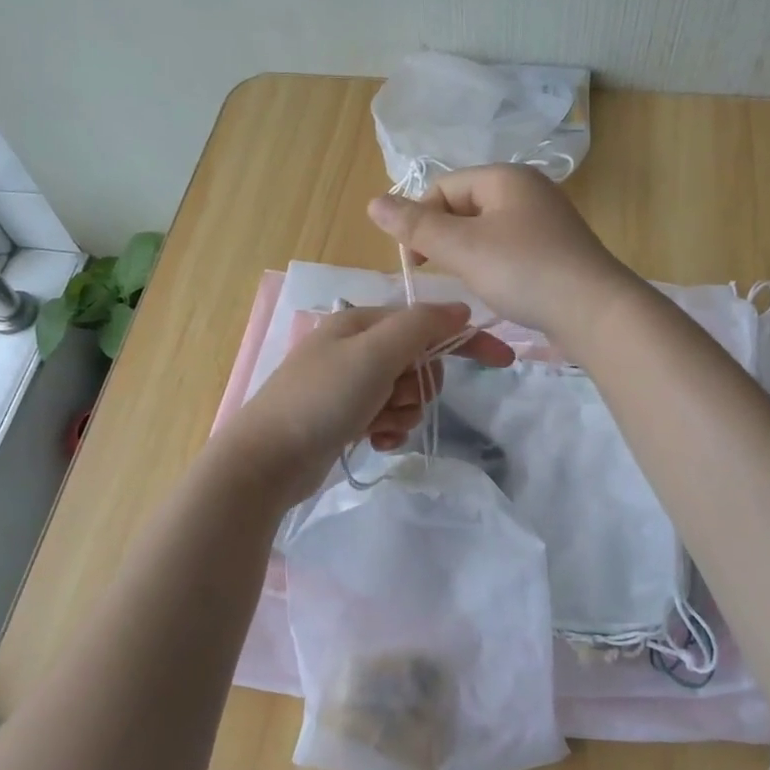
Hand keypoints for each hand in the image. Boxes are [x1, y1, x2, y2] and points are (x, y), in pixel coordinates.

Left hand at [219, 302, 514, 506]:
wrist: (266, 460)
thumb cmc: (322, 399)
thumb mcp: (374, 354)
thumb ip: (420, 326)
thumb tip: (460, 309)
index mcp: (360, 323)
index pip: (426, 322)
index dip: (465, 338)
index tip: (503, 360)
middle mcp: (355, 348)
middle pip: (418, 361)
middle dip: (418, 386)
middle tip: (397, 399)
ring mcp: (348, 385)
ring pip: (405, 393)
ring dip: (402, 412)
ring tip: (378, 425)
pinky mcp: (344, 417)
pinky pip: (387, 417)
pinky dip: (388, 429)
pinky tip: (375, 442)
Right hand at [367, 164, 640, 341]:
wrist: (597, 313)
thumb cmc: (524, 272)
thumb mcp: (463, 248)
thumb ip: (416, 226)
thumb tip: (373, 202)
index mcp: (506, 177)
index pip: (443, 187)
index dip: (420, 220)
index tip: (414, 261)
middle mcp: (528, 190)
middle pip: (464, 206)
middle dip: (444, 238)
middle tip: (442, 273)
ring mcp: (546, 220)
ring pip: (486, 230)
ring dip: (467, 255)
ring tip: (470, 282)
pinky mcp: (556, 250)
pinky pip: (509, 248)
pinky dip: (493, 265)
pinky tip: (497, 288)